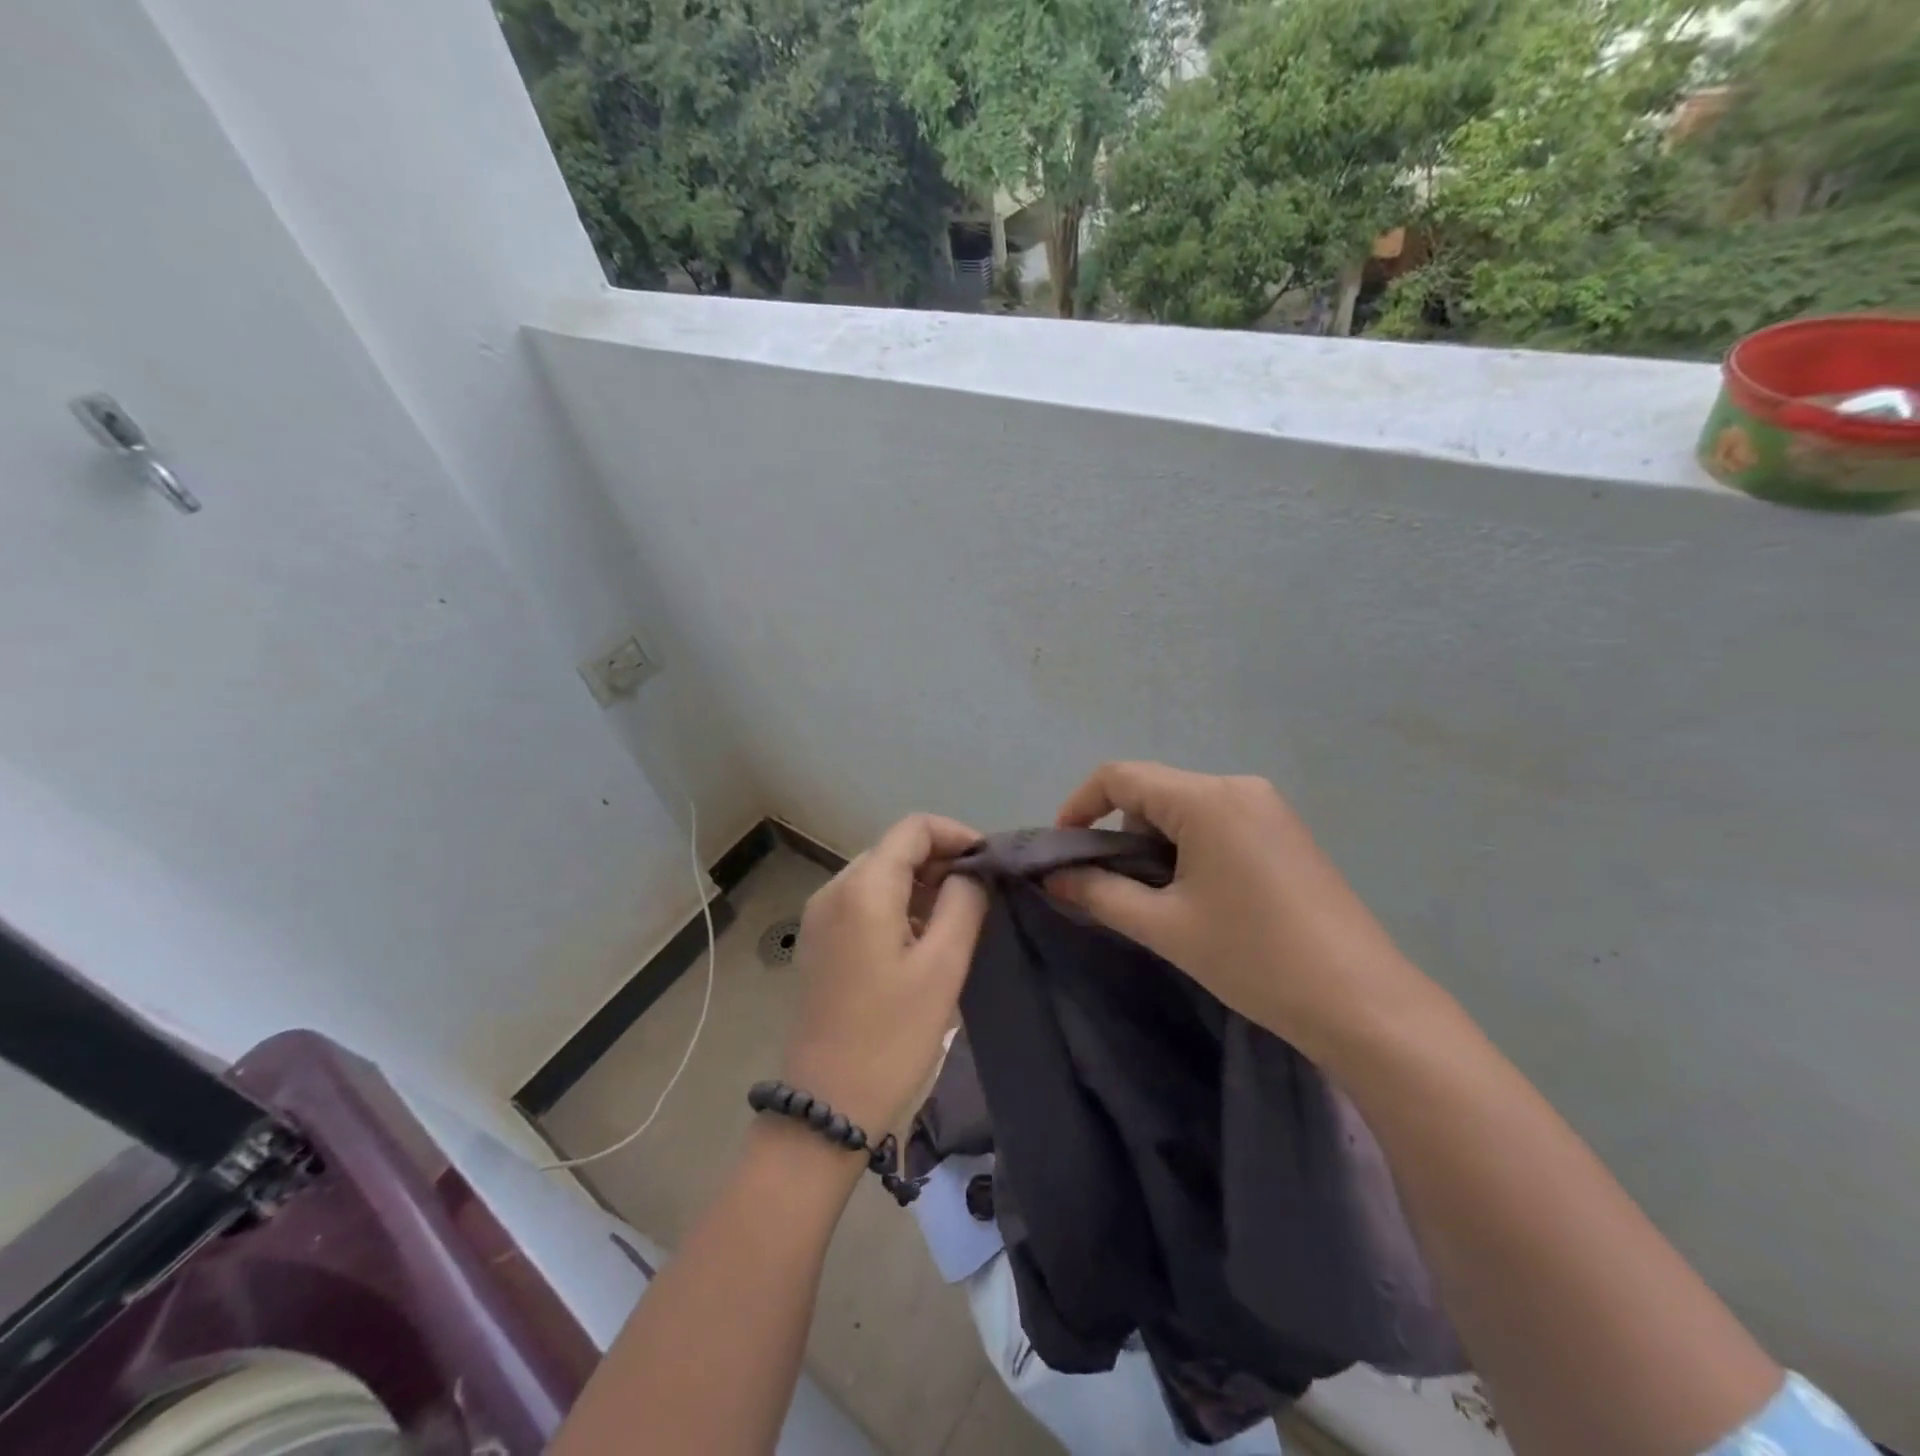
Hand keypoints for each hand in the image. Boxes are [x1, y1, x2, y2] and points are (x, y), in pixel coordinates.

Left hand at [780, 814, 989, 1135]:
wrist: (826, 1107)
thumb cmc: (891, 1036)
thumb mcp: (943, 967)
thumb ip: (963, 903)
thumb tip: (970, 873)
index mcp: (862, 888)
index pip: (914, 828)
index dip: (957, 835)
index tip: (990, 864)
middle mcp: (833, 889)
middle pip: (894, 849)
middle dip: (940, 861)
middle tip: (981, 896)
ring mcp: (820, 916)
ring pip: (879, 876)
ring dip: (920, 885)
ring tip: (957, 920)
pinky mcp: (818, 942)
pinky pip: (863, 903)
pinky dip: (897, 906)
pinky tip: (922, 940)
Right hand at [1045, 762, 1429, 1059]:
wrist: (1362, 1002)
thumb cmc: (1253, 958)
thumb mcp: (1164, 927)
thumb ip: (1099, 893)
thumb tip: (1053, 876)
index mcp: (1207, 799)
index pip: (1120, 776)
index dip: (1079, 805)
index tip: (1062, 851)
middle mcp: (1238, 787)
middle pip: (1154, 792)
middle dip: (1120, 833)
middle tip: (1114, 889)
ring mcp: (1269, 808)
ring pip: (1185, 809)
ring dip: (1156, 844)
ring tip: (1161, 901)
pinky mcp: (1285, 832)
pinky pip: (1217, 822)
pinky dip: (1190, 849)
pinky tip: (1202, 897)